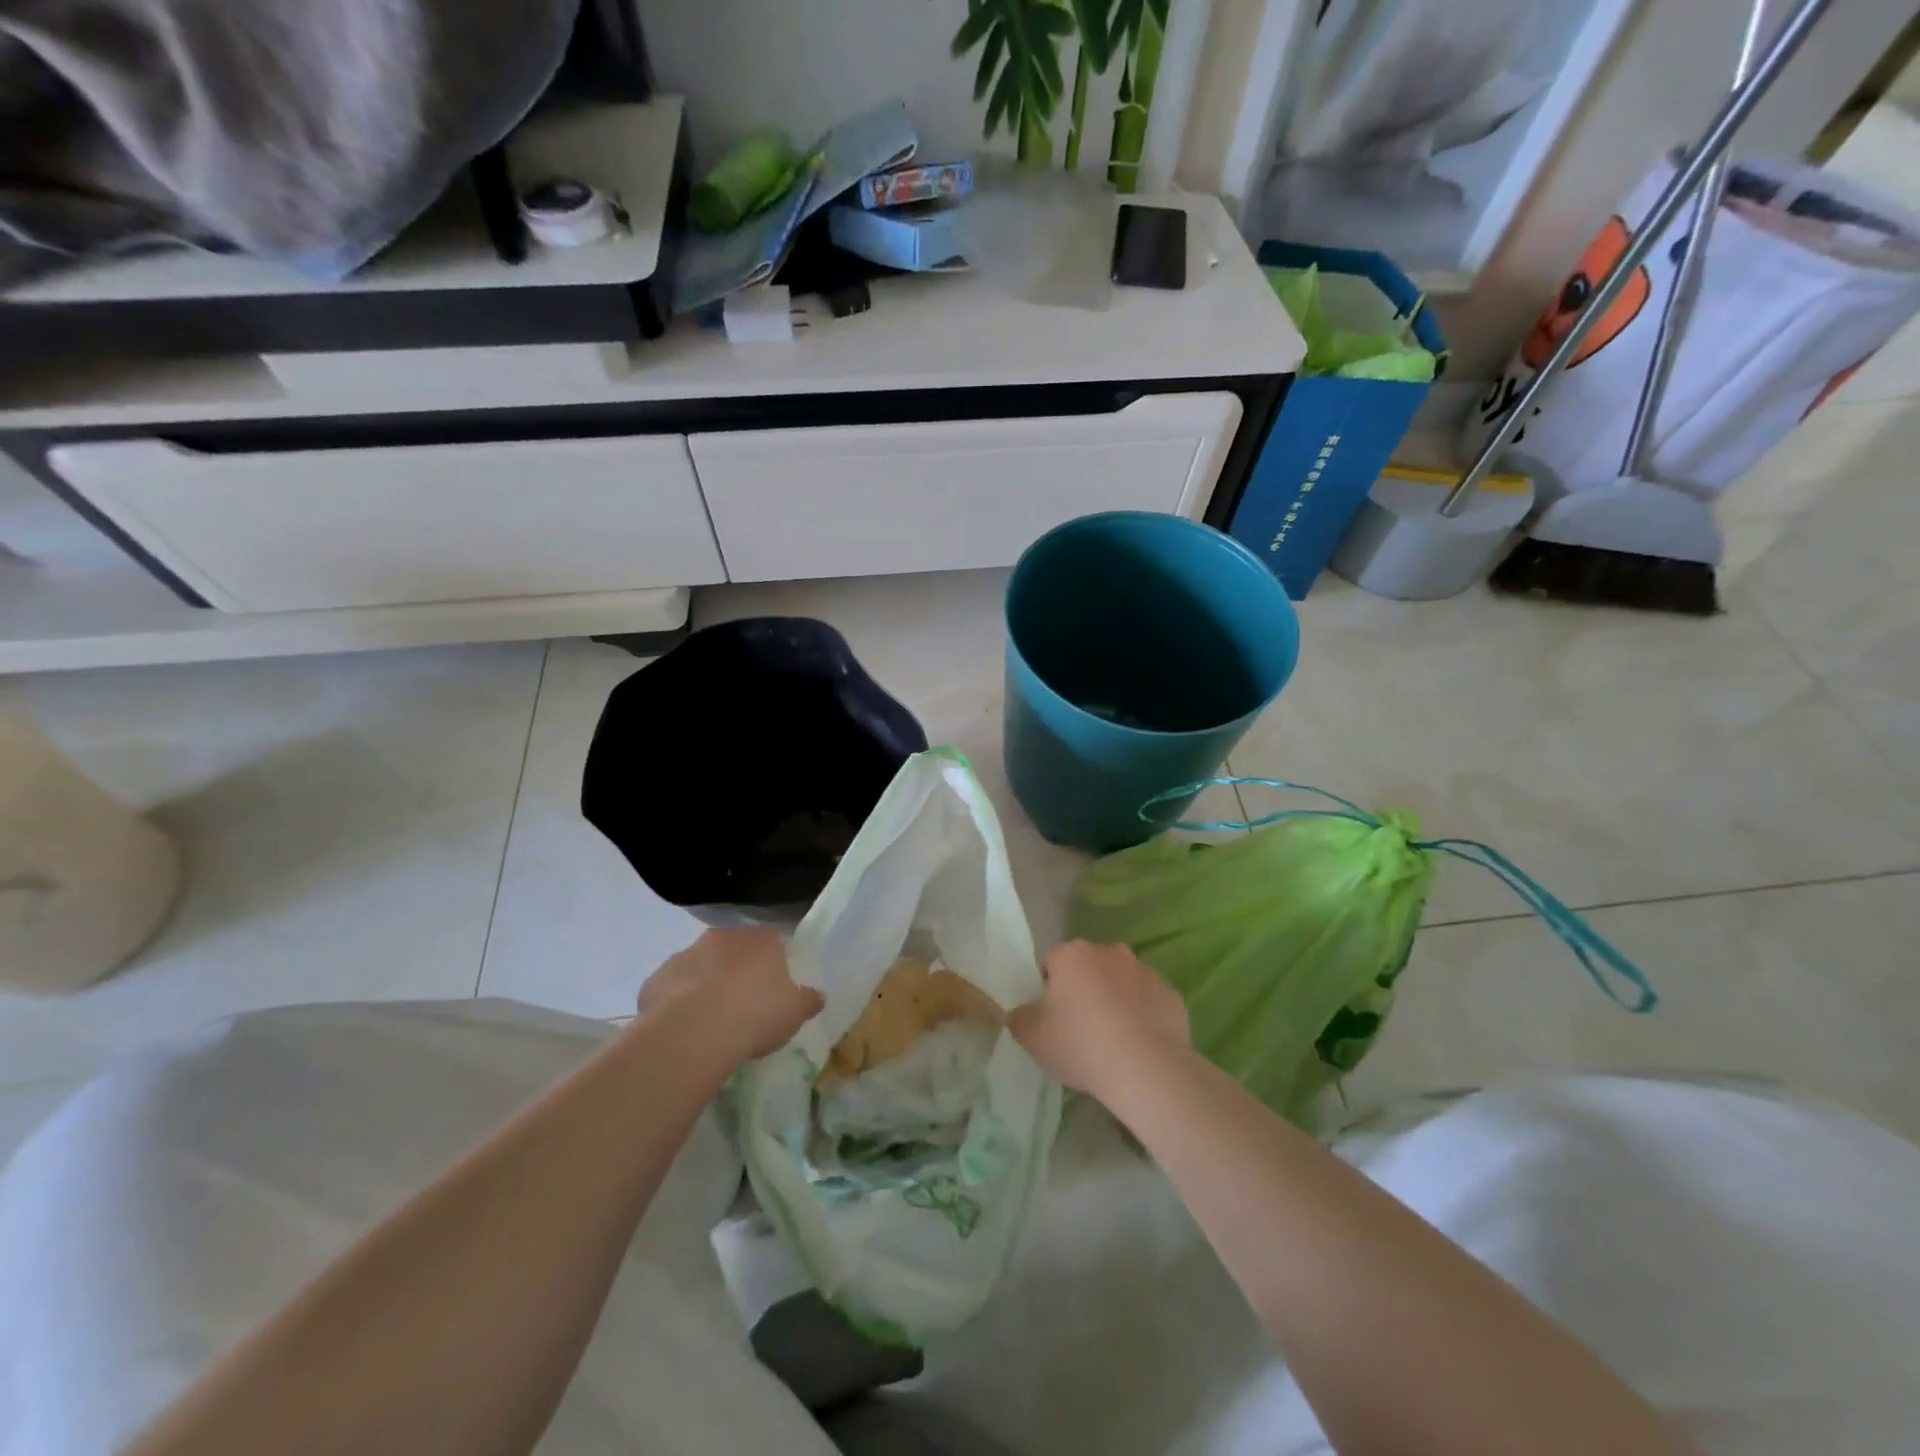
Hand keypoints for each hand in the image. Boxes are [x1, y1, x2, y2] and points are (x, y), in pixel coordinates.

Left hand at [637, 928, 824, 1065]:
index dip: (772, 965)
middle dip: (736, 971)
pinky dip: (677, 1004)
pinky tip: (684, 1030)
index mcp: (760, 940)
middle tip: (742, 1005)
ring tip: (711, 1022)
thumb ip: (808, 1000)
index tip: (772, 989)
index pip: (772, 942)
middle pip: (733, 951)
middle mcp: (722, 937)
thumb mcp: (794, 1012)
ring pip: (700, 967)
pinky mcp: (655, 979)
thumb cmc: (754, 1015)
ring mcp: (685, 955)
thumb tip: (818, 995)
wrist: (693, 1033)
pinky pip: (672, 989)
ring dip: (705, 985)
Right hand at [1007, 940, 1190, 1096]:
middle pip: (1088, 968)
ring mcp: (1145, 971)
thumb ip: (1020, 1019)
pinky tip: (1138, 1047)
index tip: (1051, 1018)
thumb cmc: (1080, 1044)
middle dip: (1083, 990)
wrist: (1146, 1068)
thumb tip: (1022, 1013)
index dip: (1047, 989)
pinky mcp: (1171, 995)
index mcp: (1073, 954)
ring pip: (1121, 983)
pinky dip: (1142, 1017)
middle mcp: (1110, 952)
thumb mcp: (1032, 1037)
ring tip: (1112, 1042)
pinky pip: (1149, 1002)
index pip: (1051, 962)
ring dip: (1114, 1001)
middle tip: (1079, 1030)